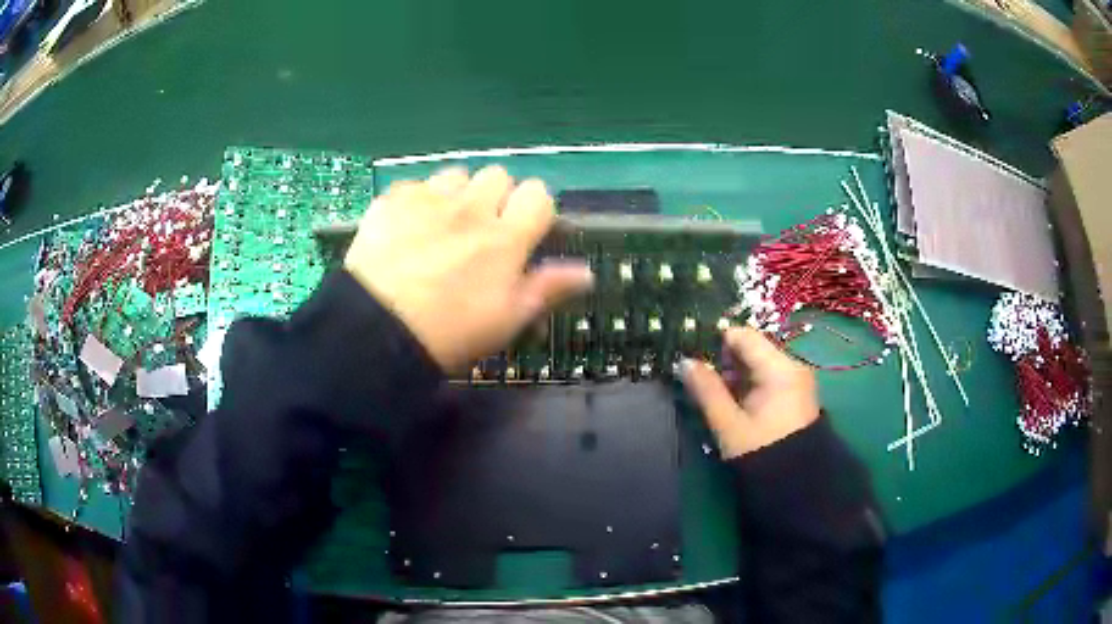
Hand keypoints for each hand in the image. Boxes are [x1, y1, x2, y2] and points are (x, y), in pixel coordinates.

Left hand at [344, 166, 593, 370]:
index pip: (538, 195)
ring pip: (456, 174)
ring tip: (442, 225)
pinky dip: (416, 202)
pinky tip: (406, 229)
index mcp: (505, 238)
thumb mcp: (507, 319)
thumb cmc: (451, 333)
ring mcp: (428, 200)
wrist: (377, 331)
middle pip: (498, 175)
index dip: (534, 209)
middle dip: (496, 197)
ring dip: (457, 194)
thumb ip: (548, 288)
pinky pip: (415, 186)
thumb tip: (586, 273)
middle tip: (481, 231)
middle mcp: (471, 208)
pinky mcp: (392, 201)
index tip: (524, 231)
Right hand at [682, 327, 819, 458]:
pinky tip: (737, 403)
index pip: (744, 336)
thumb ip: (706, 389)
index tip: (695, 358)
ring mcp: (798, 380)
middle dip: (726, 361)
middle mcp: (793, 366)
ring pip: (760, 363)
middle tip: (704, 383)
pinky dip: (751, 384)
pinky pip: (770, 377)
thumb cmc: (760, 451)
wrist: (795, 484)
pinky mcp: (797, 393)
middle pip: (753, 348)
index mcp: (779, 369)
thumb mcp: (728, 423)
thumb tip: (684, 362)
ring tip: (718, 396)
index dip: (717, 341)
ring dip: (737, 374)